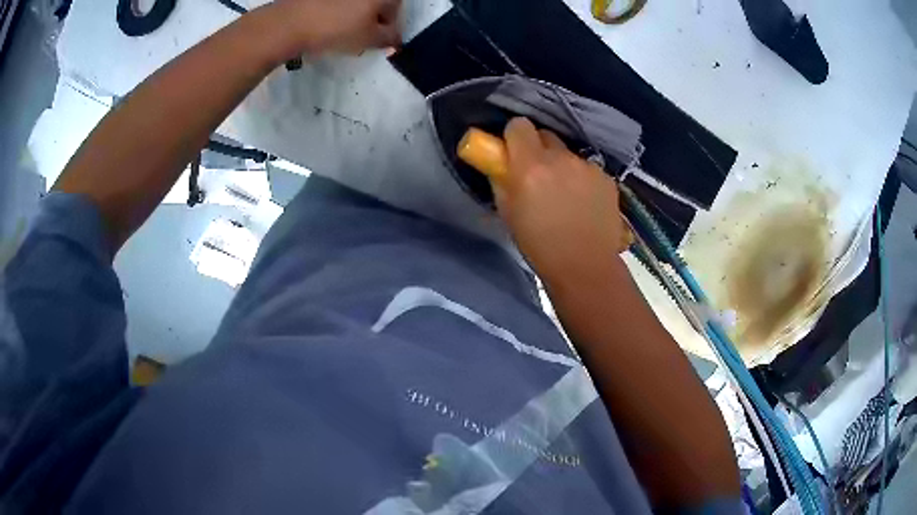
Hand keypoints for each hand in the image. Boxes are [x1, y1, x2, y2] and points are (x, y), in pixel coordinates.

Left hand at [275, 0, 401, 53]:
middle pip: (377, 2)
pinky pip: (337, 4)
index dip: (390, 26)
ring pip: (356, 3)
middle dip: (373, 18)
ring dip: (355, 14)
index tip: (379, 40)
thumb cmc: (337, 28)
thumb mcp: (370, 39)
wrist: (290, 22)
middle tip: (361, 36)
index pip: (397, 8)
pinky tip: (328, 23)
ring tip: (342, 31)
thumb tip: (395, 38)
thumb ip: (389, 38)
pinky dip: (338, 11)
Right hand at [494, 117, 625, 285]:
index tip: (514, 151)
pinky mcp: (606, 178)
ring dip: (562, 165)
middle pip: (545, 135)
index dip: (515, 136)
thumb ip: (502, 180)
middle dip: (538, 149)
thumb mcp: (508, 212)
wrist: (585, 267)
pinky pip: (588, 168)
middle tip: (538, 174)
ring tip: (566, 195)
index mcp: (530, 166)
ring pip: (568, 153)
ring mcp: (587, 166)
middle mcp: (560, 158)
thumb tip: (501, 163)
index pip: (519, 125)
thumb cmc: (539, 245)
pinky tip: (585, 203)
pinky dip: (583, 179)